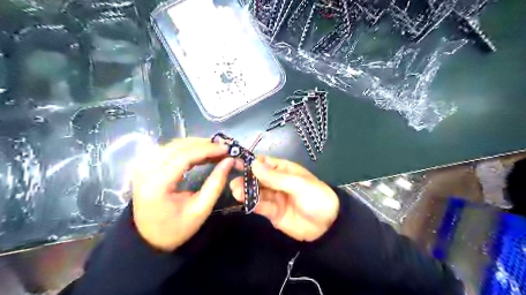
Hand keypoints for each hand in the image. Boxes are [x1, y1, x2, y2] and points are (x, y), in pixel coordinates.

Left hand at [130, 139, 231, 250]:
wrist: (149, 238)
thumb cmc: (176, 228)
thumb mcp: (201, 209)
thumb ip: (216, 183)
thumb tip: (229, 161)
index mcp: (157, 184)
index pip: (183, 156)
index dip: (207, 149)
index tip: (226, 149)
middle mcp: (146, 170)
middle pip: (178, 147)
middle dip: (204, 145)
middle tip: (223, 149)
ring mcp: (143, 166)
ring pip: (174, 144)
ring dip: (196, 145)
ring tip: (215, 151)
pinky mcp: (145, 165)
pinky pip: (169, 149)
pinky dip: (187, 148)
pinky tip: (200, 153)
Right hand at [231, 156, 338, 240]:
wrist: (328, 225)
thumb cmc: (316, 197)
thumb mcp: (298, 184)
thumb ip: (275, 177)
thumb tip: (253, 164)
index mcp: (284, 170)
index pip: (265, 163)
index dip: (251, 162)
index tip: (236, 162)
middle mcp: (277, 182)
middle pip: (257, 178)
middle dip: (246, 178)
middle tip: (234, 182)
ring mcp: (274, 197)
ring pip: (257, 192)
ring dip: (246, 191)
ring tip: (235, 191)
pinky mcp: (272, 212)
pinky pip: (260, 206)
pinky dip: (252, 203)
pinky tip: (244, 201)